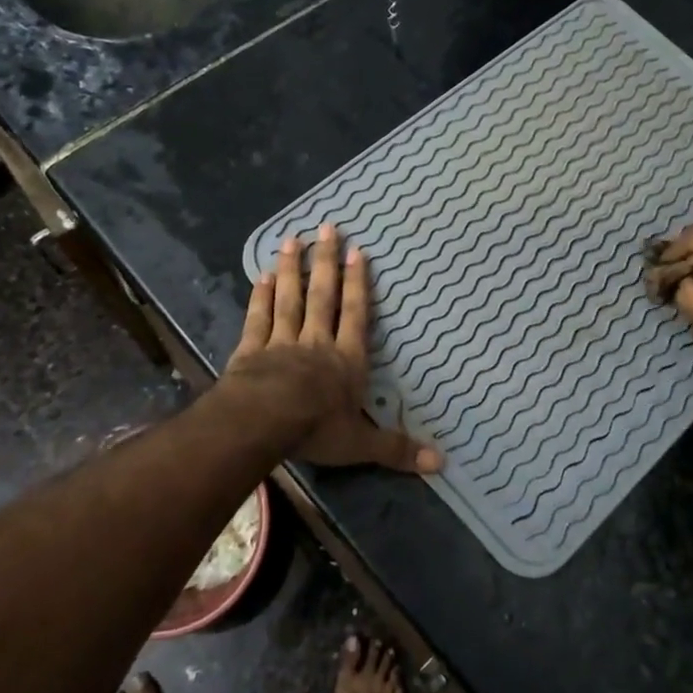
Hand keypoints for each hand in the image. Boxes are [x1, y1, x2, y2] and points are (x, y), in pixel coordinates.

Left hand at [227, 224, 441, 474]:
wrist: (263, 421)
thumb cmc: (316, 429)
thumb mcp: (361, 444)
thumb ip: (397, 449)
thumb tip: (441, 464)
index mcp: (346, 359)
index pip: (355, 314)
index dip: (358, 284)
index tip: (357, 252)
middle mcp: (316, 341)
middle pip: (323, 296)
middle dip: (326, 262)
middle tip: (327, 228)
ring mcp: (281, 341)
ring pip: (289, 299)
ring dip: (292, 270)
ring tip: (292, 240)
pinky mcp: (251, 349)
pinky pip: (258, 318)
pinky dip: (260, 296)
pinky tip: (261, 276)